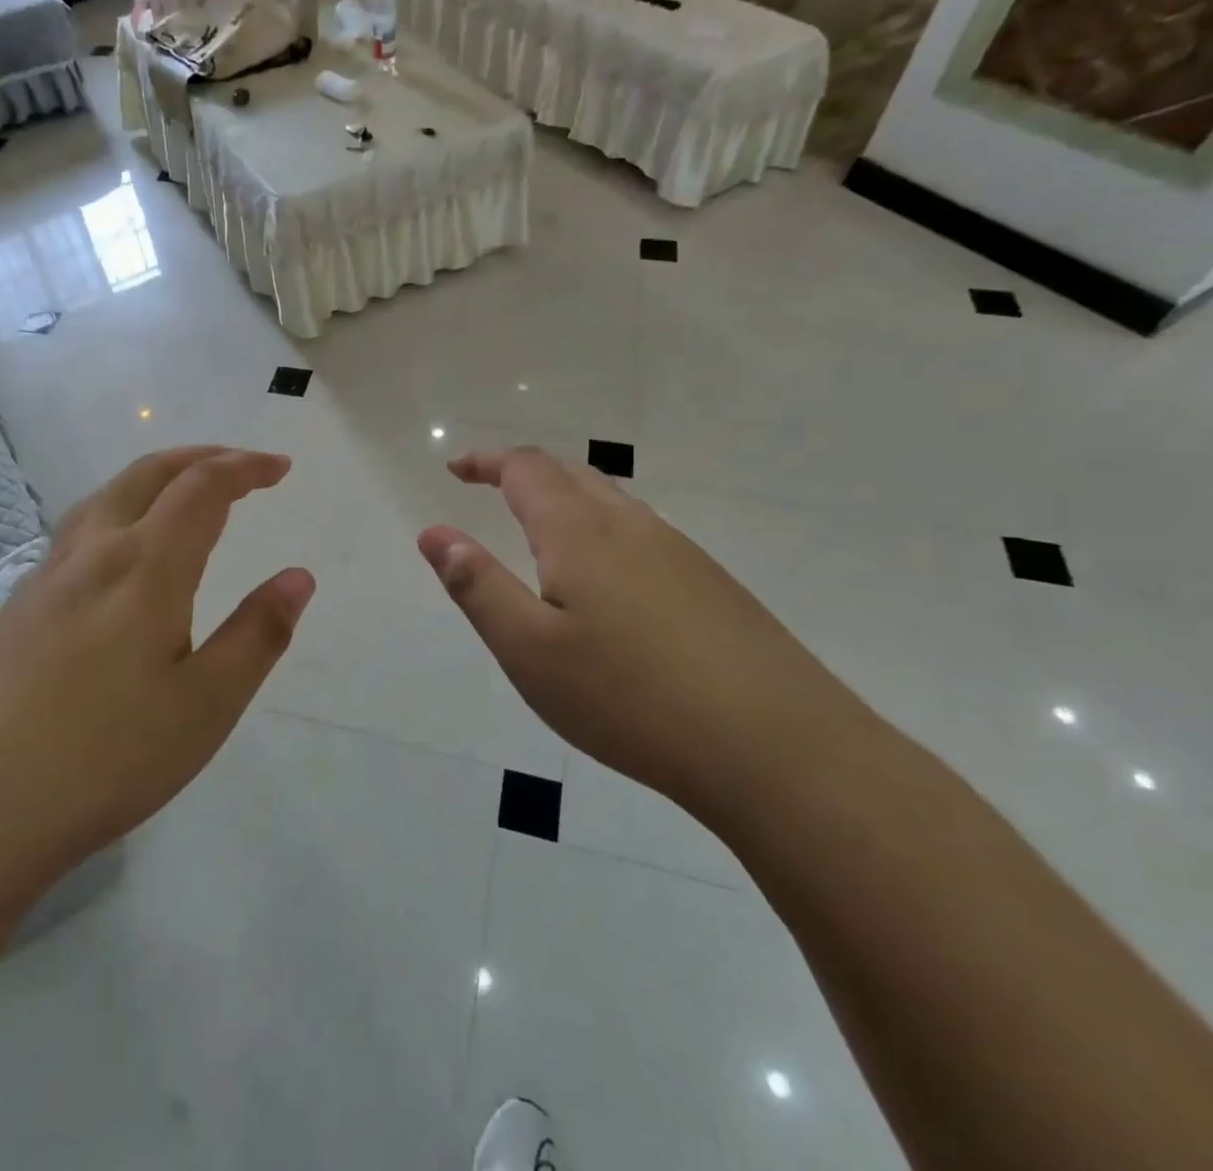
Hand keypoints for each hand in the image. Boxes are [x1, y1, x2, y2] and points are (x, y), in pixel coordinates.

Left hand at [0, 447, 314, 889]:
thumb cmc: (102, 759)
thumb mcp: (205, 706)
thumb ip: (257, 635)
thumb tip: (299, 577)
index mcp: (145, 567)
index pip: (202, 488)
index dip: (245, 467)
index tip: (279, 468)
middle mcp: (91, 554)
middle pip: (147, 474)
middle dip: (199, 457)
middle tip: (238, 465)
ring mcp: (43, 579)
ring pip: (103, 498)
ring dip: (152, 478)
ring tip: (179, 494)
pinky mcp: (12, 611)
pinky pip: (75, 534)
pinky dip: (115, 513)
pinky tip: (114, 559)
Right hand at [418, 447, 865, 817]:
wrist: (778, 749)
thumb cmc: (629, 697)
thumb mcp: (528, 649)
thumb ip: (477, 586)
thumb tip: (434, 532)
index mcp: (580, 532)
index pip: (525, 469)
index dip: (486, 462)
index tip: (455, 468)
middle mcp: (631, 526)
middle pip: (571, 472)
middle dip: (523, 470)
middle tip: (489, 485)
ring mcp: (680, 553)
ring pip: (611, 501)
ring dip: (565, 496)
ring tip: (538, 525)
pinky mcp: (712, 585)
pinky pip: (641, 533)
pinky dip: (601, 528)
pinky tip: (606, 578)